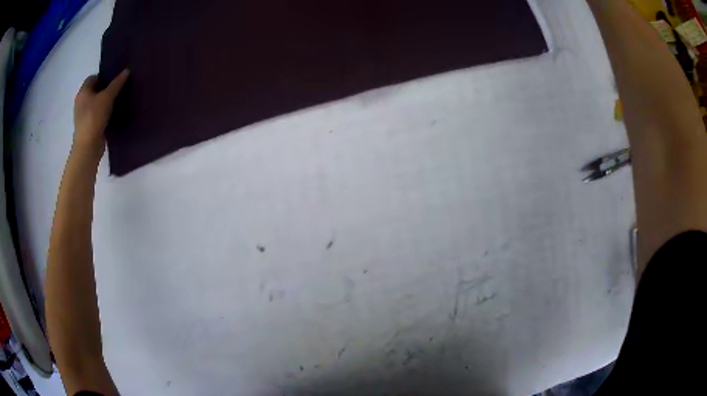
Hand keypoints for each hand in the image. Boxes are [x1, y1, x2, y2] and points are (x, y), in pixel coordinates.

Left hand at [73, 69, 129, 158]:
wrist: (88, 147)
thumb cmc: (94, 118)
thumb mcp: (107, 97)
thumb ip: (117, 84)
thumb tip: (127, 70)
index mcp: (83, 92)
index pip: (93, 78)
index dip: (104, 77)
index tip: (115, 80)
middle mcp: (81, 102)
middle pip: (95, 91)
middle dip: (106, 90)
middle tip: (119, 90)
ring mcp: (83, 116)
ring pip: (96, 104)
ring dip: (106, 103)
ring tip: (118, 102)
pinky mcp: (88, 127)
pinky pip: (98, 115)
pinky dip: (104, 114)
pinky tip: (113, 115)